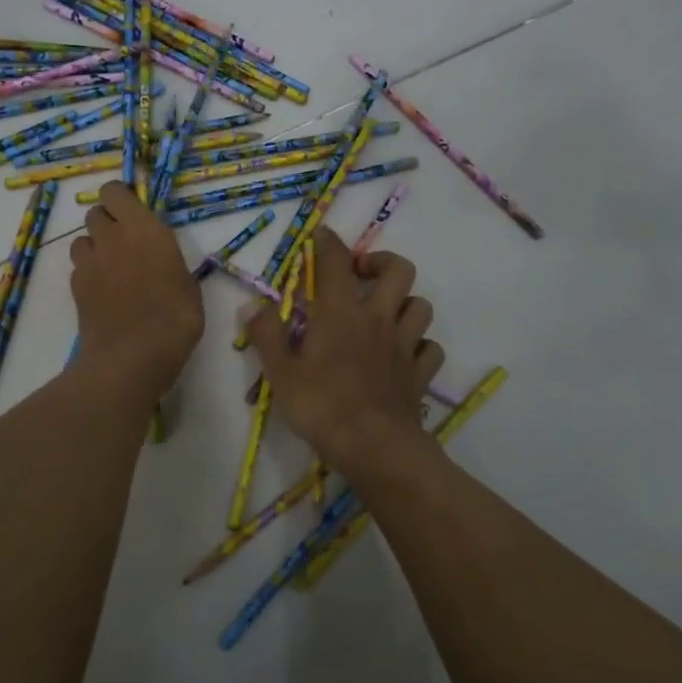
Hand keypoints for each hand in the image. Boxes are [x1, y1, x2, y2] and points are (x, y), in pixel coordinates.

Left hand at [69, 182, 204, 399]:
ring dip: (94, 247)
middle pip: (95, 213)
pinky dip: (88, 273)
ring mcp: (89, 263)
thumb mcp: (187, 284)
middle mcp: (112, 237)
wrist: (133, 356)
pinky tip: (104, 293)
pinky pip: (78, 268)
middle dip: (107, 222)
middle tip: (125, 243)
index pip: (115, 192)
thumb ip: (168, 262)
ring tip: (112, 268)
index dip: (119, 198)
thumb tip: (161, 262)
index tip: (132, 211)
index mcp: (144, 229)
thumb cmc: (175, 318)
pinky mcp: (76, 287)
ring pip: (82, 240)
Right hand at [244, 229, 443, 478]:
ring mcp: (404, 345)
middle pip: (398, 270)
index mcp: (340, 312)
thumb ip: (266, 334)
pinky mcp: (420, 372)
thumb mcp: (280, 372)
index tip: (321, 235)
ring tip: (385, 313)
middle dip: (381, 262)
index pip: (336, 261)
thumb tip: (252, 304)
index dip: (329, 241)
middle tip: (360, 275)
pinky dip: (420, 345)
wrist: (374, 447)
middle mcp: (378, 318)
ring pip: (420, 305)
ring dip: (405, 302)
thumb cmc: (321, 406)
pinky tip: (404, 353)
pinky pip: (430, 348)